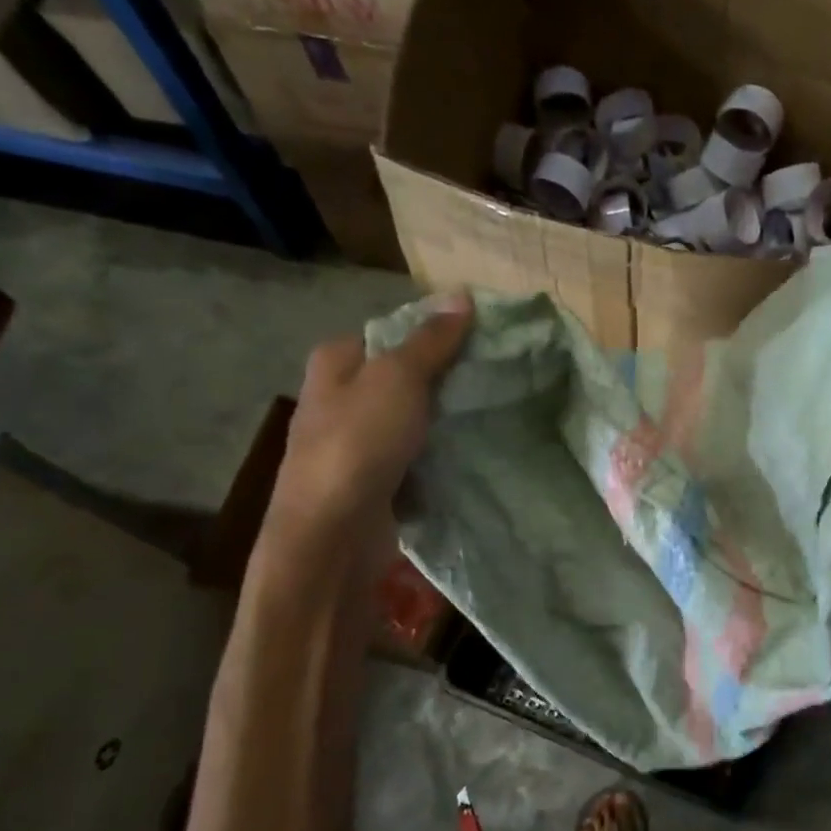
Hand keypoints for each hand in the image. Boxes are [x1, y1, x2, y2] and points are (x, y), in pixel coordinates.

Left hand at [256, 292, 472, 590]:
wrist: (334, 534)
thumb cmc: (359, 443)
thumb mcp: (398, 378)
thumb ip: (431, 341)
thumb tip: (462, 296)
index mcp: (336, 362)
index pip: (392, 332)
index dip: (436, 333)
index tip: (484, 341)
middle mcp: (340, 398)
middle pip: (404, 377)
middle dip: (446, 379)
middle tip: (496, 377)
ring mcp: (356, 443)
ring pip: (412, 419)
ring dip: (446, 420)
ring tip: (494, 413)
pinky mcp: (375, 481)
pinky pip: (415, 457)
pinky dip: (439, 456)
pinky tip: (472, 455)